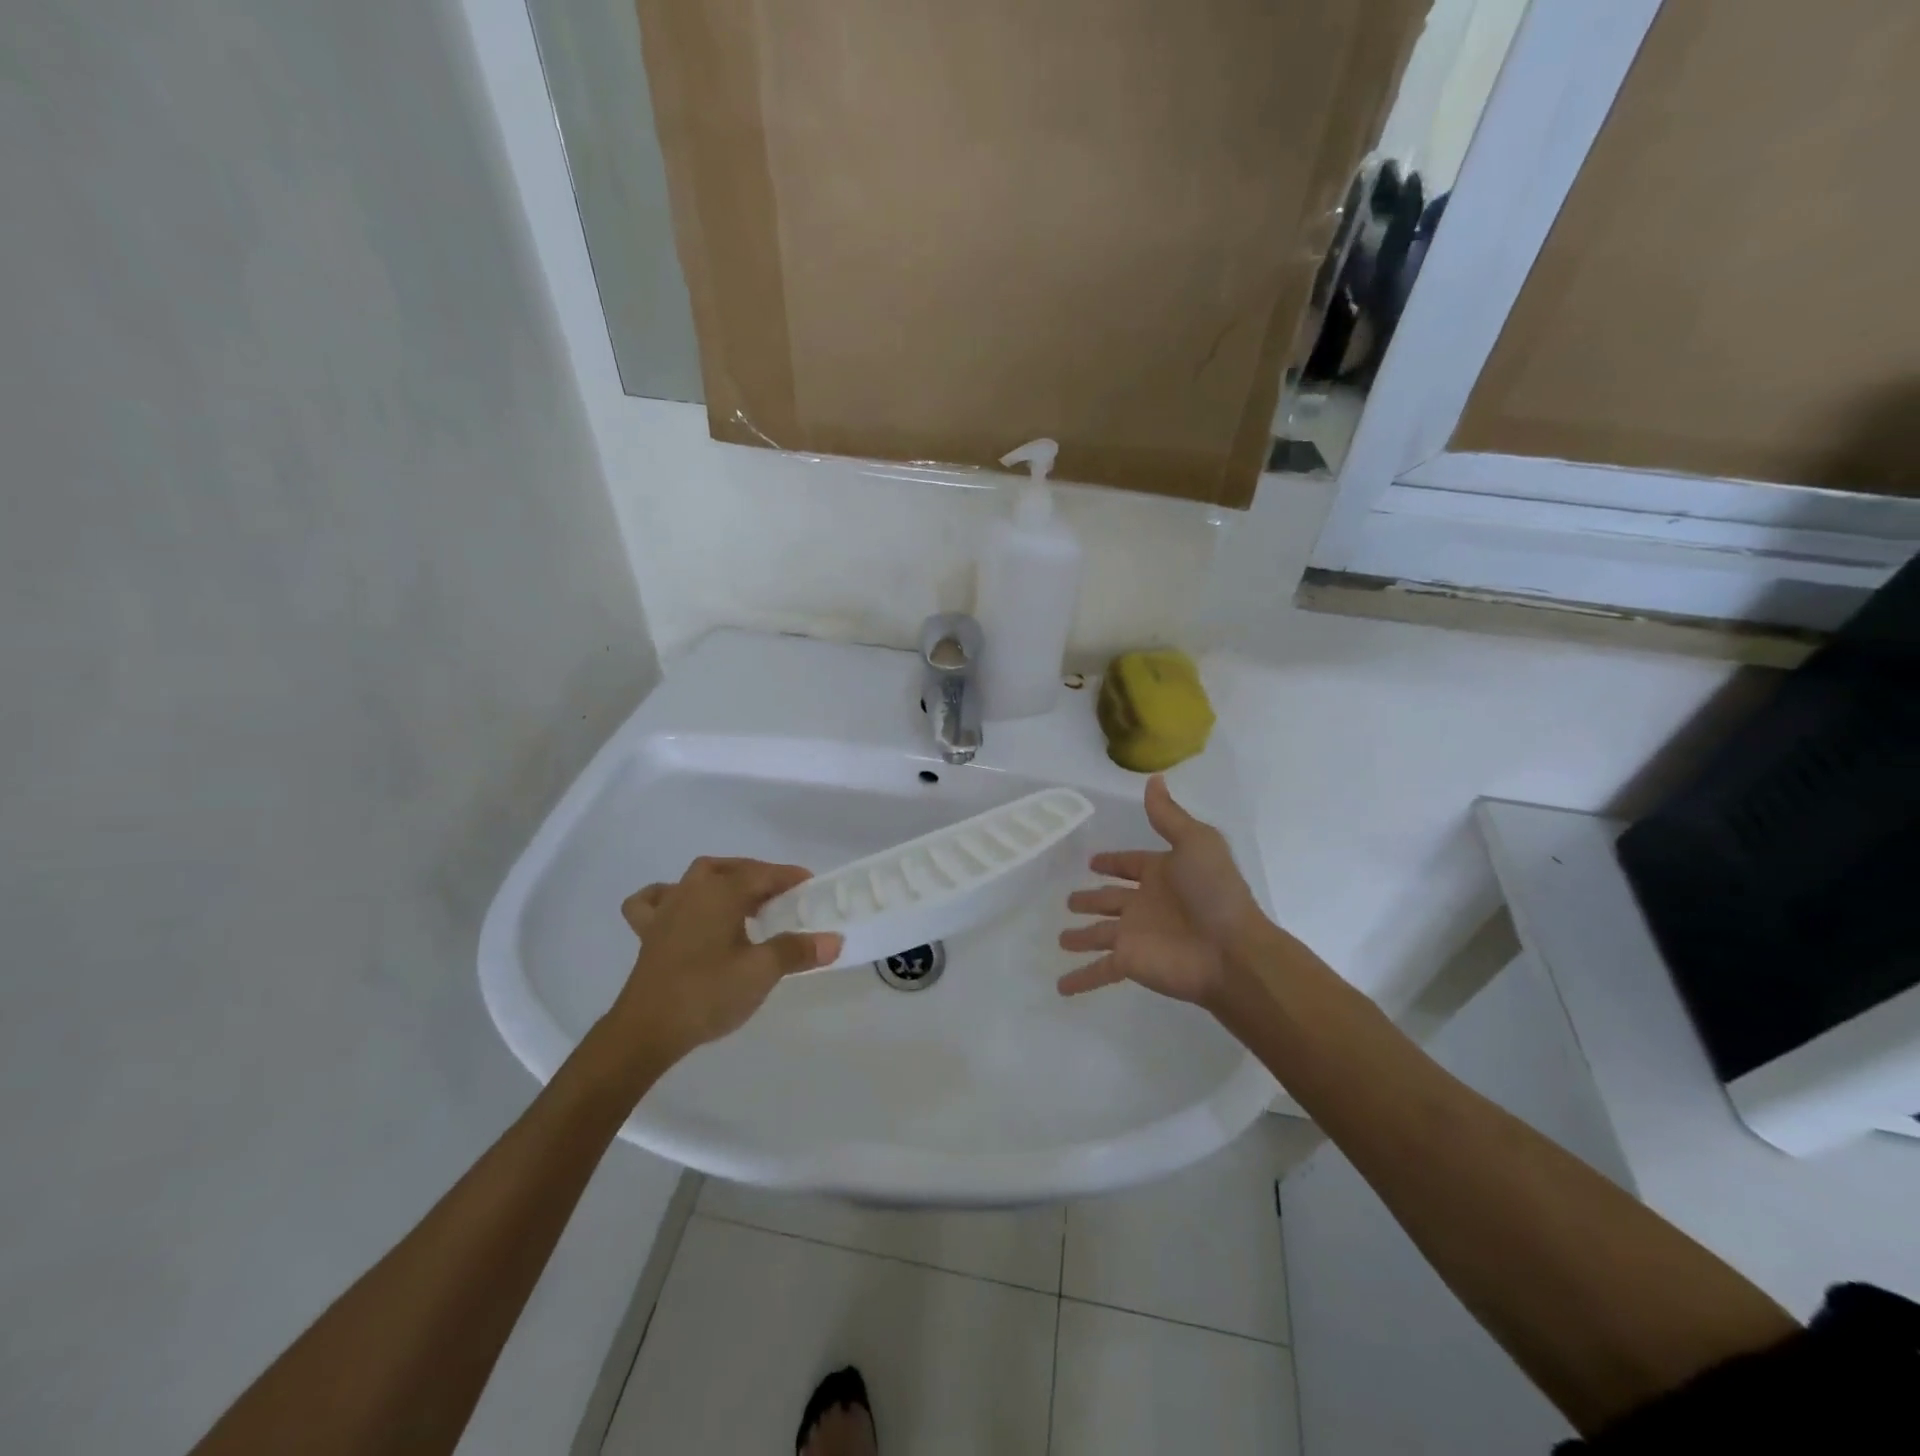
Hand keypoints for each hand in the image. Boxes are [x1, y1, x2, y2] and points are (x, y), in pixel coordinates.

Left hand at [607, 857, 842, 1062]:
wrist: (647, 1030)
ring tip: (741, 900)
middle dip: (758, 876)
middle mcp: (692, 891)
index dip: (789, 877)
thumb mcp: (761, 972)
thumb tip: (834, 940)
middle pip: (731, 869)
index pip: (763, 874)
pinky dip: (668, 896)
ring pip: (697, 878)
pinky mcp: (648, 933)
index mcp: (721, 893)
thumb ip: (797, 951)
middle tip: (781, 897)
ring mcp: (666, 910)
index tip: (811, 886)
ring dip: (722, 880)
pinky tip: (679, 908)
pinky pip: (654, 901)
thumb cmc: (707, 994)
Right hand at [1057, 776, 1267, 1008]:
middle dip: (1091, 898)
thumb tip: (1153, 779)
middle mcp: (1146, 904)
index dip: (1113, 862)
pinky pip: (1098, 971)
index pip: (1130, 865)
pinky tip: (1060, 987)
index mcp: (1161, 874)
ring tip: (1061, 938)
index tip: (1093, 861)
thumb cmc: (1214, 892)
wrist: (1231, 951)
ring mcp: (1135, 935)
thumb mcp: (1195, 842)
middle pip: (1111, 900)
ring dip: (1082, 937)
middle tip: (1069, 901)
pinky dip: (1080, 979)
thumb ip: (1169, 816)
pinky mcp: (1129, 962)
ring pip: (1100, 934)